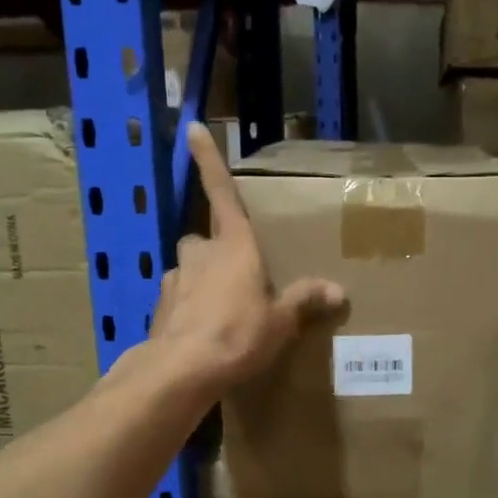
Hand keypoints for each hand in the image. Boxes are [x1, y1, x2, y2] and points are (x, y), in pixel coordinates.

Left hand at [149, 123, 345, 393]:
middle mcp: (200, 254)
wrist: (182, 370)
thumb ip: (304, 301)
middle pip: (204, 239)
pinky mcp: (160, 307)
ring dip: (201, 281)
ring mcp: (175, 279)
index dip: (208, 160)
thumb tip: (337, 291)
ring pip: (188, 269)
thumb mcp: (281, 321)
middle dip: (215, 251)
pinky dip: (187, 309)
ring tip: (220, 311)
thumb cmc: (238, 335)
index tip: (192, 127)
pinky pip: (178, 299)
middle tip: (236, 276)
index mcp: (234, 247)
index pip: (222, 193)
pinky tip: (201, 333)